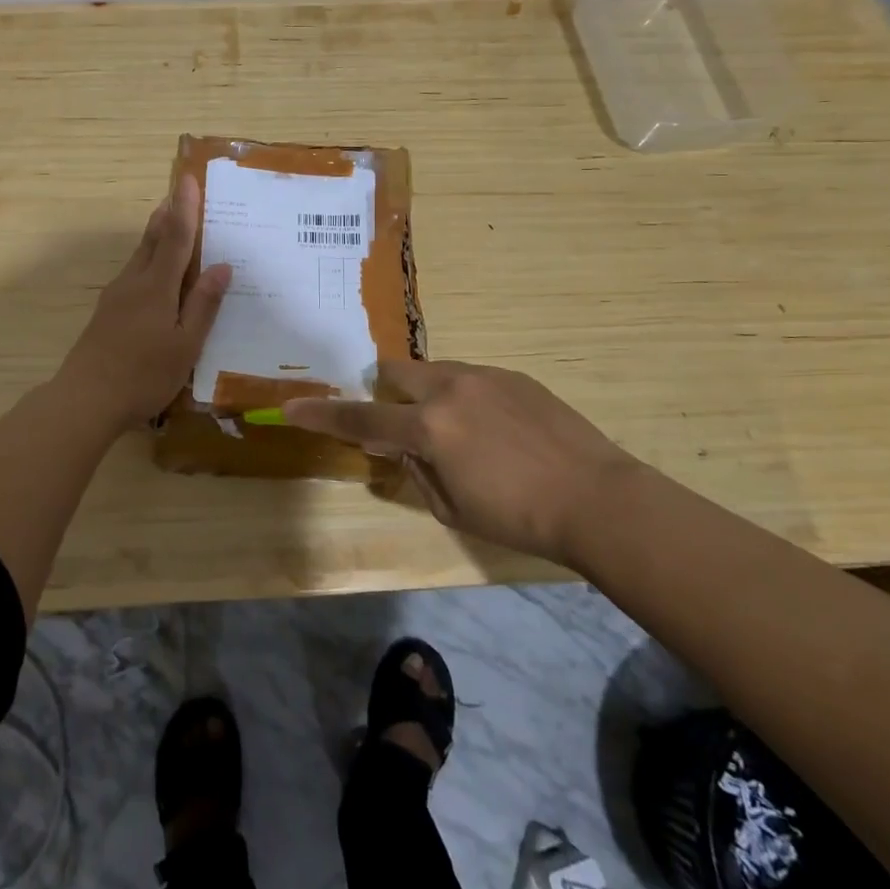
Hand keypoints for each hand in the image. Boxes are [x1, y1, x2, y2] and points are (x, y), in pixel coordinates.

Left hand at [55, 174, 232, 431]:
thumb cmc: (143, 375)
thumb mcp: (185, 345)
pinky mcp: (107, 312)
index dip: (184, 208)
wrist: (85, 399)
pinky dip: (149, 261)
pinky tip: (155, 275)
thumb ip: (203, 305)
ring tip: (170, 223)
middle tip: (179, 192)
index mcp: (156, 287)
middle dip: (167, 214)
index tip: (187, 178)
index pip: (175, 237)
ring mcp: (116, 296)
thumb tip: (223, 266)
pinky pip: (134, 274)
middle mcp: (133, 282)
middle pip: (152, 239)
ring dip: (156, 235)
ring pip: (139, 256)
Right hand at [282, 359, 641, 562]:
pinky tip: (494, 430)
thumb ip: (414, 470)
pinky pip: (471, 378)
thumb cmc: (519, 517)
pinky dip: (464, 397)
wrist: (597, 498)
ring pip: (435, 371)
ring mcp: (485, 376)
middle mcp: (450, 389)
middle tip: (401, 424)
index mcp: (429, 428)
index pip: (361, 418)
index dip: (322, 414)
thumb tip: (396, 446)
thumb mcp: (451, 507)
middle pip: (396, 372)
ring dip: (427, 395)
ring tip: (458, 432)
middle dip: (386, 392)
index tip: (292, 407)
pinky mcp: (514, 375)